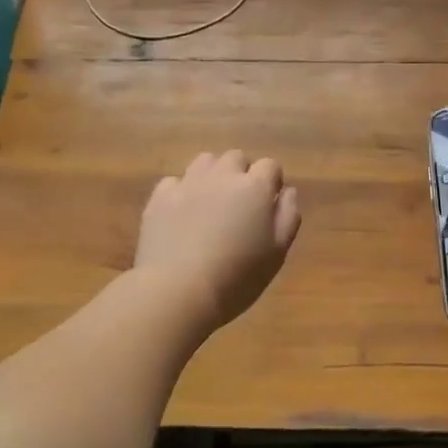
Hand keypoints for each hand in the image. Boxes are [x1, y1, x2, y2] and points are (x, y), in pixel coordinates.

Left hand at [134, 150, 301, 332]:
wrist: (178, 290)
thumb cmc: (237, 277)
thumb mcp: (277, 253)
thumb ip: (287, 216)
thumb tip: (286, 192)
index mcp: (255, 188)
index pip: (270, 165)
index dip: (271, 181)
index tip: (268, 203)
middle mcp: (222, 175)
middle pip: (236, 157)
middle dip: (242, 173)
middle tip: (240, 204)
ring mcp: (188, 183)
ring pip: (205, 161)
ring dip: (213, 174)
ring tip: (211, 202)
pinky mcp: (160, 197)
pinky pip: (175, 181)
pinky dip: (182, 191)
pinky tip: (182, 213)